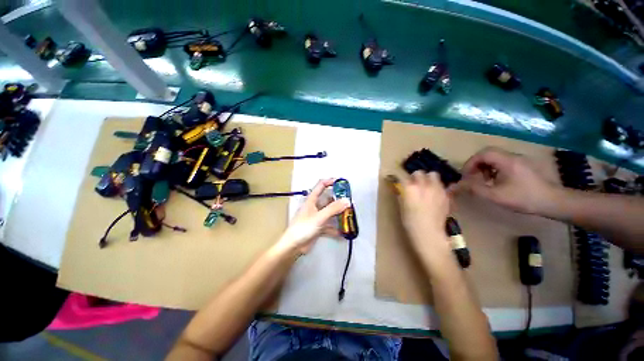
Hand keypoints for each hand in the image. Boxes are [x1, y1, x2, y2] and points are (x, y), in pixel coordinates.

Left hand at [277, 179, 349, 253]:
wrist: (294, 245)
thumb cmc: (303, 228)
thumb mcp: (319, 217)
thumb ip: (333, 209)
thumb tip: (347, 200)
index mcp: (311, 201)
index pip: (320, 186)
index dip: (330, 182)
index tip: (341, 182)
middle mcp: (313, 208)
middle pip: (327, 200)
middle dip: (338, 200)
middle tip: (349, 201)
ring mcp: (316, 218)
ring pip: (329, 213)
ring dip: (338, 214)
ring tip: (349, 216)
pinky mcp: (317, 229)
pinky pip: (329, 227)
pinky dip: (336, 229)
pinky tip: (343, 233)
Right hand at [398, 171, 451, 249]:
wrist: (430, 233)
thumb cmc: (412, 224)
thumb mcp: (403, 210)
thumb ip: (403, 197)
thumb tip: (402, 190)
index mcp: (410, 188)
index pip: (404, 177)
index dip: (403, 181)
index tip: (404, 184)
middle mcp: (423, 184)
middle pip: (419, 173)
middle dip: (417, 177)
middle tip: (417, 185)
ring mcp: (436, 188)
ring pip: (433, 175)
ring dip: (430, 179)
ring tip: (429, 187)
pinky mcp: (445, 193)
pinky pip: (441, 185)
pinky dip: (438, 188)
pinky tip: (437, 196)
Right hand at [460, 147, 559, 214]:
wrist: (548, 199)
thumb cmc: (523, 197)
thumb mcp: (499, 196)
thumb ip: (478, 190)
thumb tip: (459, 186)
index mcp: (505, 159)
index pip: (482, 153)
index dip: (471, 163)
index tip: (464, 177)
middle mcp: (511, 155)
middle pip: (489, 154)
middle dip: (478, 166)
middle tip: (473, 181)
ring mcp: (518, 160)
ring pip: (497, 159)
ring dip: (488, 169)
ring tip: (486, 185)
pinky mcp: (524, 166)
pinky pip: (505, 164)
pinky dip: (497, 172)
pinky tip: (500, 185)